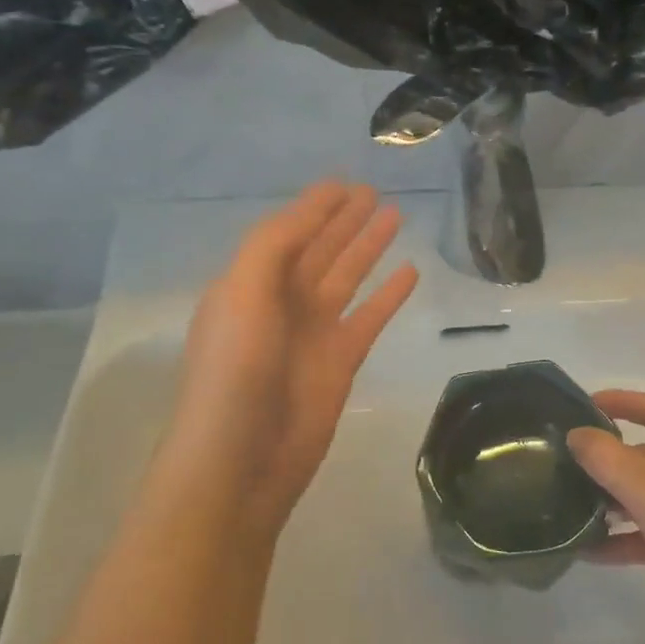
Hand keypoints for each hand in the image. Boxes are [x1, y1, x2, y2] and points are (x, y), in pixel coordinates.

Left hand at [153, 182, 418, 540]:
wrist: (241, 461)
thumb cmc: (235, 373)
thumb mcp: (243, 295)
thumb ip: (275, 246)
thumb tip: (315, 210)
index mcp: (250, 284)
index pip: (288, 232)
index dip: (315, 207)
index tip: (344, 182)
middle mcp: (282, 302)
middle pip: (320, 249)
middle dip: (344, 220)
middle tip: (374, 191)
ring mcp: (313, 332)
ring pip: (348, 276)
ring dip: (369, 247)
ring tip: (396, 216)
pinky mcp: (341, 361)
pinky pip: (370, 316)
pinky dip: (389, 295)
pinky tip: (410, 272)